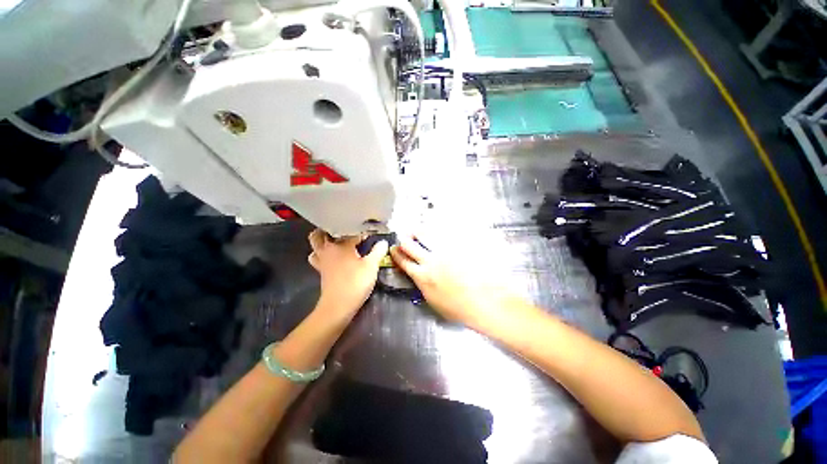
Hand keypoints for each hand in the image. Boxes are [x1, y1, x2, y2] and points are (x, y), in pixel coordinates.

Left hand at [308, 229, 387, 319]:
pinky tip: (334, 258)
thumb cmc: (355, 282)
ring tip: (335, 242)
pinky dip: (322, 254)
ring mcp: (322, 261)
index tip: (369, 235)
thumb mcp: (371, 266)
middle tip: (343, 231)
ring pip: (315, 246)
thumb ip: (378, 251)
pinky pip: (317, 257)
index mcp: (340, 245)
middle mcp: (327, 250)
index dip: (361, 233)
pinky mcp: (321, 271)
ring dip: (322, 242)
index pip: (350, 233)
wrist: (338, 306)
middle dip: (329, 230)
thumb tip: (383, 242)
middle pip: (319, 234)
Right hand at [389, 238, 519, 330]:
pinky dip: (435, 232)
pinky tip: (435, 230)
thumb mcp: (434, 302)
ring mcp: (444, 251)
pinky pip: (443, 234)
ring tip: (416, 230)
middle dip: (404, 240)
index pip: (403, 261)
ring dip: (418, 232)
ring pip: (425, 235)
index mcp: (422, 276)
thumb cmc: (459, 308)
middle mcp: (429, 261)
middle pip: (410, 245)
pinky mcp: (457, 246)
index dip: (396, 254)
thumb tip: (420, 278)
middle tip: (403, 237)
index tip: (393, 249)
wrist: (484, 300)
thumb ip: (424, 286)